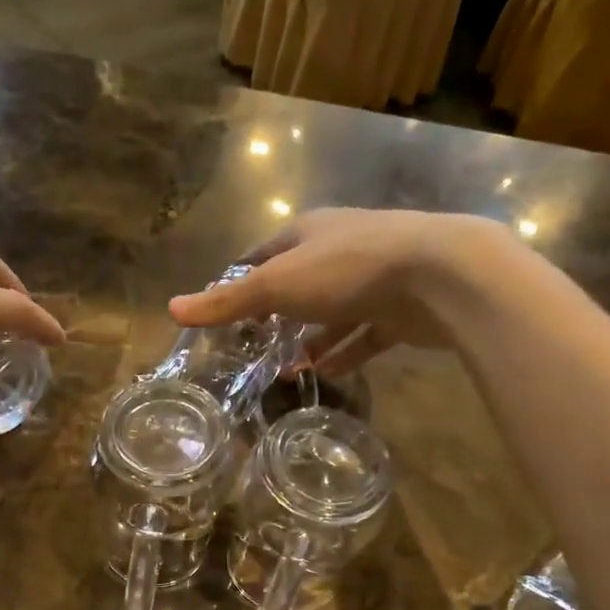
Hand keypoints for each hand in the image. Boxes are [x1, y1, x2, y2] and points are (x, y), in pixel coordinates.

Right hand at [167, 208, 531, 374]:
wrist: (438, 275)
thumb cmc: (347, 270)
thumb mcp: (276, 285)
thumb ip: (227, 302)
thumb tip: (171, 309)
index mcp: (308, 234)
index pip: (263, 255)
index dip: (241, 281)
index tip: (226, 312)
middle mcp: (340, 250)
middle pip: (299, 284)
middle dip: (276, 317)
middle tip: (254, 349)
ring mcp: (373, 280)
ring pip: (332, 314)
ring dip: (310, 341)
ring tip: (287, 372)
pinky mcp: (399, 310)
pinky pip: (365, 335)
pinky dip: (345, 354)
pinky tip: (326, 375)